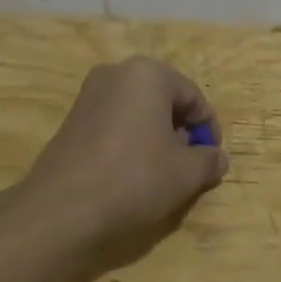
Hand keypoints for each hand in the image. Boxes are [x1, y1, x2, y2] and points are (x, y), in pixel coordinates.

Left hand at [20, 56, 228, 265]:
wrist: (62, 208)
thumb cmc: (134, 178)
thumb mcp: (186, 173)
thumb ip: (209, 160)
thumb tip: (218, 158)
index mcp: (148, 74)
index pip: (193, 97)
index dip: (208, 129)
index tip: (211, 158)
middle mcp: (116, 73)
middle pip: (164, 100)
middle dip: (181, 130)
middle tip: (188, 164)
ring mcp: (89, 94)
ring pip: (138, 111)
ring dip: (156, 136)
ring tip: (161, 172)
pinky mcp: (71, 118)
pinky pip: (114, 122)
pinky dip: (130, 140)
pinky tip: (131, 172)